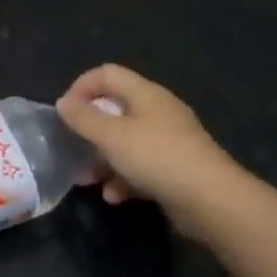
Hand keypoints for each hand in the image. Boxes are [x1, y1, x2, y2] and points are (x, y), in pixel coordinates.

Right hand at [56, 64, 255, 236]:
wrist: (214, 202)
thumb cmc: (157, 158)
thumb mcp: (111, 136)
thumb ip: (83, 118)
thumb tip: (63, 103)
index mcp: (145, 94)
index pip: (107, 73)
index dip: (82, 86)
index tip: (65, 111)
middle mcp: (159, 111)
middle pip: (116, 109)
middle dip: (90, 129)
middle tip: (73, 146)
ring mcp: (170, 141)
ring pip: (127, 141)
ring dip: (103, 158)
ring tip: (87, 179)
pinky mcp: (177, 169)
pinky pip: (142, 166)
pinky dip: (124, 178)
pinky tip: (114, 196)